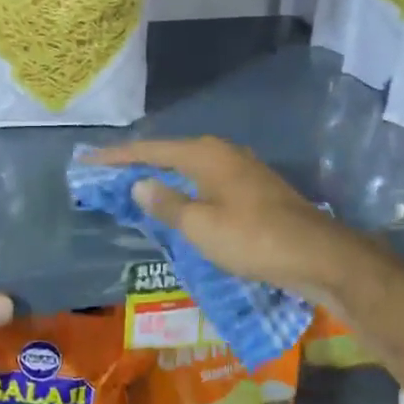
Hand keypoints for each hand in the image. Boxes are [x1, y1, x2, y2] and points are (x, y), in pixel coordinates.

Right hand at [88, 137, 392, 314]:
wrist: (317, 254)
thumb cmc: (252, 238)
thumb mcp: (200, 226)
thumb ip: (166, 204)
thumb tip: (139, 183)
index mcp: (204, 155)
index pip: (150, 150)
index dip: (116, 156)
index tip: (87, 161)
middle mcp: (222, 153)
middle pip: (169, 154)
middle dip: (138, 164)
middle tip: (107, 176)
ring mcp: (242, 169)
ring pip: (190, 168)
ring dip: (162, 177)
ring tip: (135, 189)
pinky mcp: (254, 189)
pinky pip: (206, 182)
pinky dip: (185, 190)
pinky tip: (179, 205)